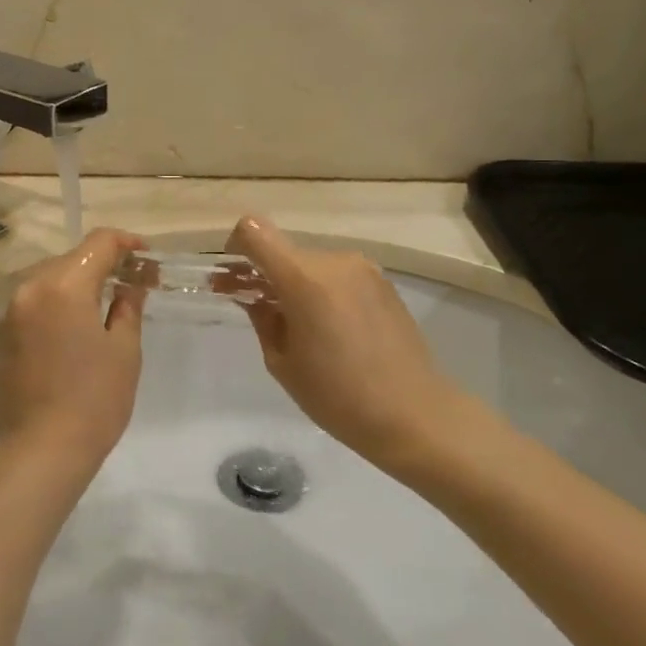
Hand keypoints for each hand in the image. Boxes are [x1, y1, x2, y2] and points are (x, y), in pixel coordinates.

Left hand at [0, 228, 147, 469]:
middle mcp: (30, 290)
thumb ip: (128, 307)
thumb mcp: (124, 350)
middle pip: (70, 259)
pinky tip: (72, 329)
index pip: (98, 244)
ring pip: (48, 281)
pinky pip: (33, 305)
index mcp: (63, 286)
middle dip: (101, 265)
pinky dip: (55, 305)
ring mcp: (10, 314)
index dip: (126, 243)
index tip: (145, 256)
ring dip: (76, 284)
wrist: (41, 450)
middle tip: (130, 283)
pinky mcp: (0, 337)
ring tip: (102, 306)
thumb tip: (130, 286)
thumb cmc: (95, 399)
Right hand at [228, 216, 468, 474]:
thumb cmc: (337, 396)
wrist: (412, 414)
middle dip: (265, 274)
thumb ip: (262, 318)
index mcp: (304, 278)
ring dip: (296, 283)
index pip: (255, 231)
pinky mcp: (383, 282)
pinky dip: (323, 290)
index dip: (236, 247)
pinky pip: (338, 275)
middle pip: (284, 251)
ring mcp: (364, 268)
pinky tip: (331, 328)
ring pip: (311, 264)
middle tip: (256, 308)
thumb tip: (254, 297)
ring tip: (299, 326)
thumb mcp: (282, 362)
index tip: (233, 277)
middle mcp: (335, 261)